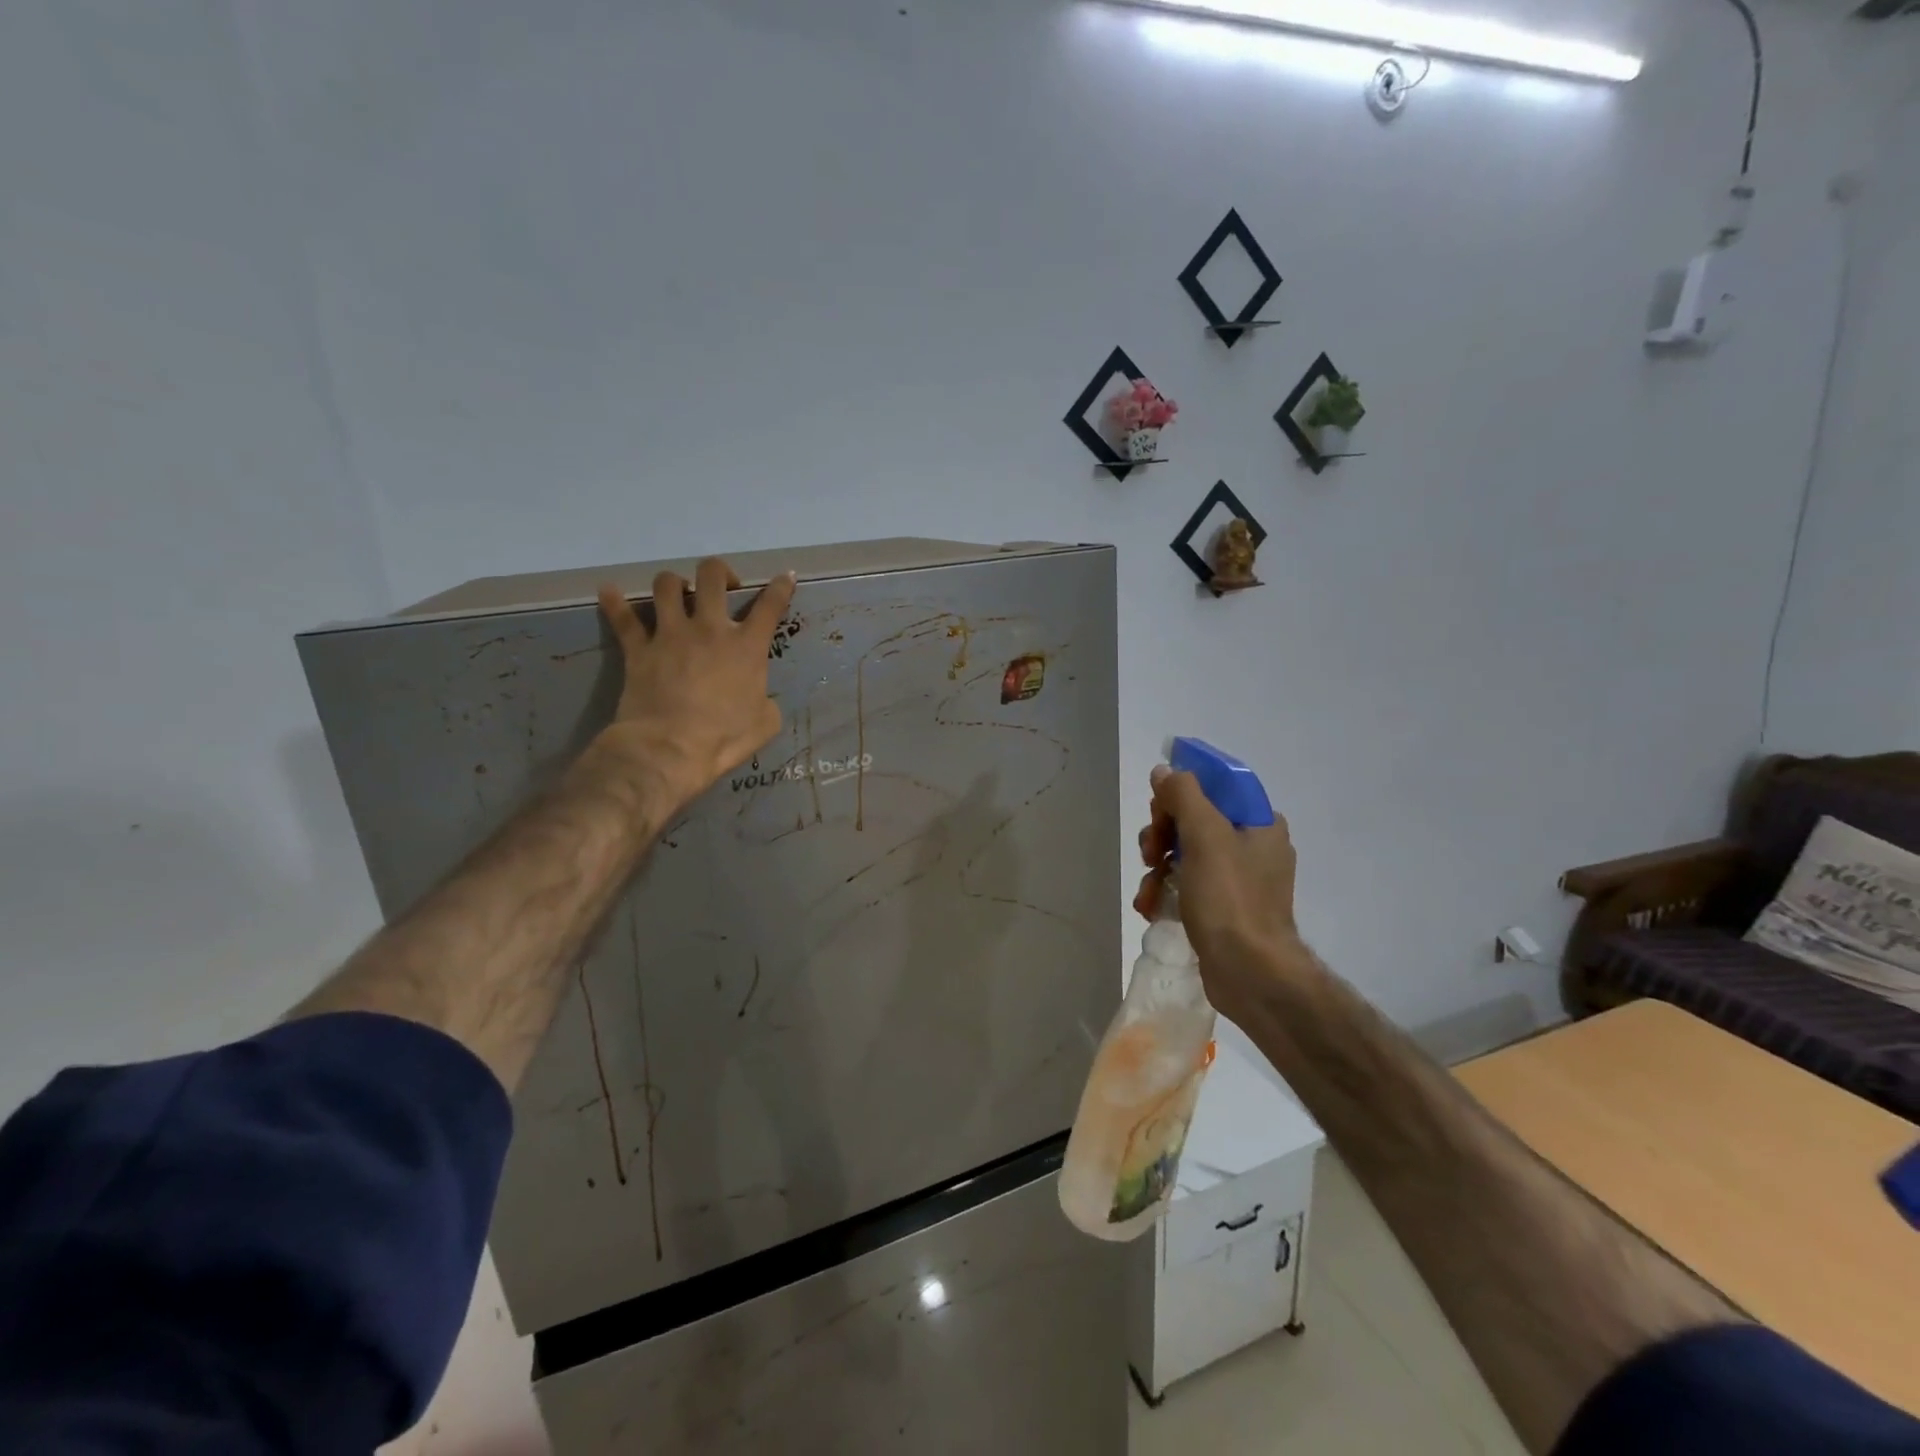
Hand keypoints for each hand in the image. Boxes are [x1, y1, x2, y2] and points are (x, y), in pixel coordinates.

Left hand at [595, 558, 796, 808]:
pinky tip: (609, 592)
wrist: (670, 749)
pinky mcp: (639, 649)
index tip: (784, 577)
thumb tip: (760, 698)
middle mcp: (709, 629)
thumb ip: (766, 701)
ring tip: (677, 594)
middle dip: (719, 572)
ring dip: (674, 584)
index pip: (770, 606)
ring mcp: (671, 635)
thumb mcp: (765, 723)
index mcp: (747, 647)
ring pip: (667, 585)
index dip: (781, 587)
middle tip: (722, 586)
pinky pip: (623, 618)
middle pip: (712, 576)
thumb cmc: (724, 739)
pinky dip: (614, 602)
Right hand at [1135, 764, 1304, 1020]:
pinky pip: (1187, 886)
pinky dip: (1167, 893)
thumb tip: (1165, 771)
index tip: (1159, 807)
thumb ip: (1184, 795)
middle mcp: (1253, 847)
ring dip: (1158, 868)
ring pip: (1184, 854)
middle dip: (1162, 835)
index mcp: (1260, 823)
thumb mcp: (1205, 835)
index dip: (1182, 791)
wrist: (1250, 973)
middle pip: (1194, 820)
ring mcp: (1238, 881)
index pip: (1216, 786)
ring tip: (1149, 891)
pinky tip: (1152, 907)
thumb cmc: (1230, 898)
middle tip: (1150, 853)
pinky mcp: (1223, 909)